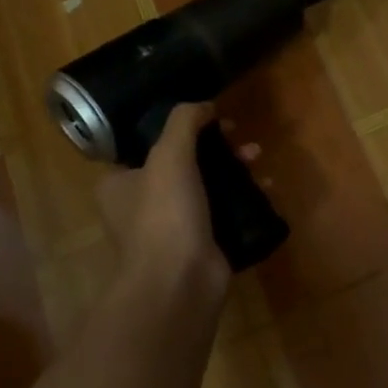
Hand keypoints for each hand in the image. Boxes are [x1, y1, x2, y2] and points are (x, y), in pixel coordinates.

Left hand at [92, 102, 236, 330]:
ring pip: (208, 186)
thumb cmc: (164, 215)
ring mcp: (174, 227)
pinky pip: (227, 211)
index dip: (179, 128)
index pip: (146, 146)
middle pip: (184, 163)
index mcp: (120, 184)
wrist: (179, 282)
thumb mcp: (169, 155)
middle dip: (217, 148)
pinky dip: (246, 198)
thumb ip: (184, 122)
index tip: (210, 119)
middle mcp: (142, 205)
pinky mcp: (203, 243)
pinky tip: (267, 187)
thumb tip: (204, 104)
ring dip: (235, 169)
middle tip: (241, 138)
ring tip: (258, 158)